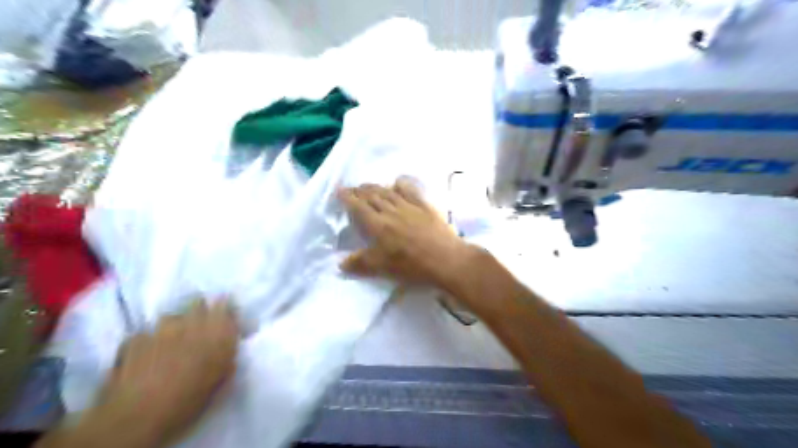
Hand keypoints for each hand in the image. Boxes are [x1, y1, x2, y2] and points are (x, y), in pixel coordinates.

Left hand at [88, 301, 239, 447]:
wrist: (138, 416)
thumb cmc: (191, 400)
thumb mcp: (223, 381)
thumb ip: (227, 356)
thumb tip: (228, 348)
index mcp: (219, 331)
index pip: (227, 305)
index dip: (225, 311)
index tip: (225, 319)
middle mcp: (193, 321)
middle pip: (198, 303)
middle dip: (200, 312)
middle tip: (198, 330)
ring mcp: (161, 327)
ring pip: (172, 317)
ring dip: (174, 326)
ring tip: (170, 344)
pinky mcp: (135, 337)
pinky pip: (146, 334)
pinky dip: (148, 342)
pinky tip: (146, 357)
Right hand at [336, 179, 471, 286]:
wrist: (444, 259)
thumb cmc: (411, 265)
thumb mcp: (382, 268)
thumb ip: (360, 263)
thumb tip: (340, 263)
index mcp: (377, 225)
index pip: (358, 206)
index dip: (347, 198)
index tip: (339, 191)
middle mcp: (390, 211)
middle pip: (371, 196)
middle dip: (359, 191)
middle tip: (352, 189)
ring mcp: (409, 206)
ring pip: (388, 192)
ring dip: (375, 187)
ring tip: (368, 186)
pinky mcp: (424, 206)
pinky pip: (410, 190)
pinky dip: (401, 184)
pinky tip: (398, 182)